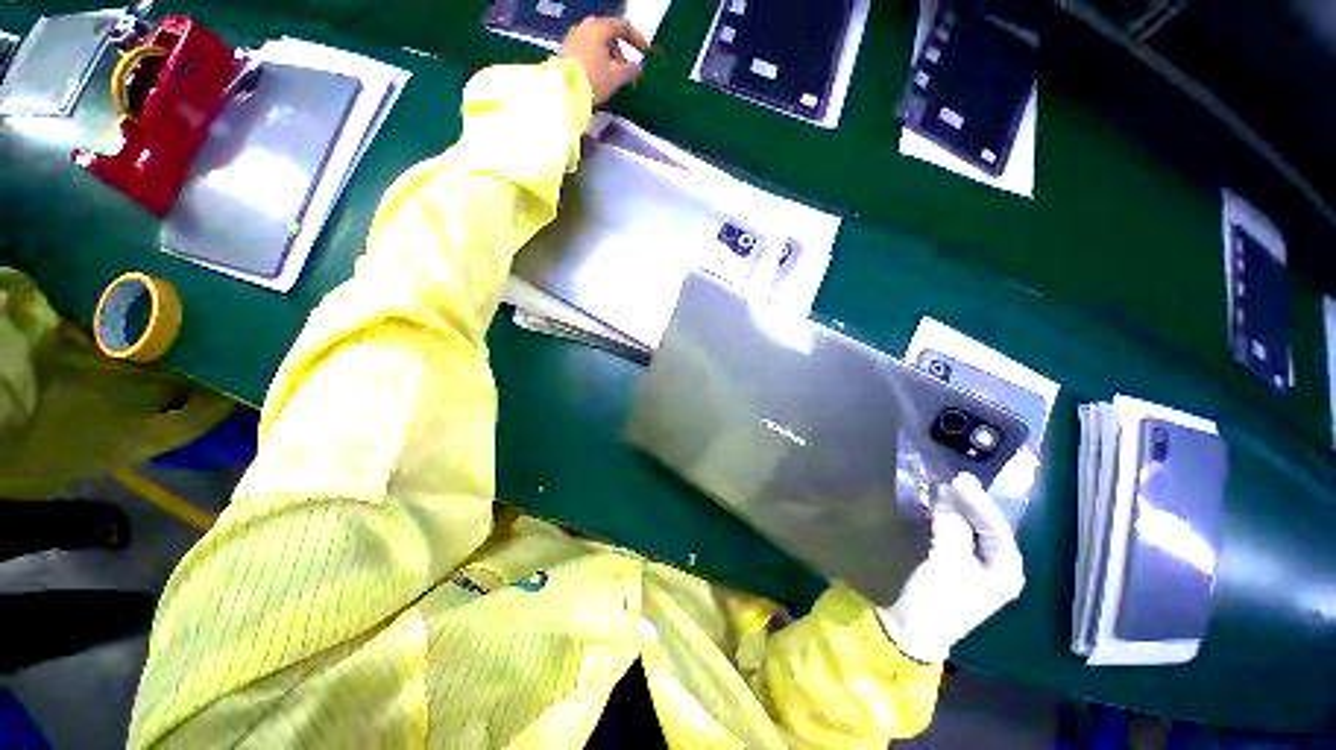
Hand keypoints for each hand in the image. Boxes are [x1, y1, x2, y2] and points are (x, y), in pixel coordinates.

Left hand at [562, 16, 649, 104]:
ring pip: (597, 42)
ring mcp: (574, 37)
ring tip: (613, 76)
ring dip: (608, 56)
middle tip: (626, 68)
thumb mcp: (616, 77)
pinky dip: (597, 59)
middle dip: (620, 51)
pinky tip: (599, 75)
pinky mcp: (567, 50)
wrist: (564, 91)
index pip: (622, 26)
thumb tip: (638, 68)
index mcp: (598, 28)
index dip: (637, 39)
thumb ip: (631, 70)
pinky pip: (587, 49)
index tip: (645, 52)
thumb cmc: (592, 80)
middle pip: (609, 34)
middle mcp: (584, 27)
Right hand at [876, 474, 1025, 662]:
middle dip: (970, 504)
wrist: (914, 628)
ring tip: (943, 488)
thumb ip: (952, 527)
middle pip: (987, 527)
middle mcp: (997, 568)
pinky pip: (957, 534)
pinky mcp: (956, 564)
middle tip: (952, 480)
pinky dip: (948, 518)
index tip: (959, 480)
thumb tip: (948, 495)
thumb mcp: (947, 562)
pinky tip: (938, 506)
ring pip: (971, 529)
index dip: (979, 503)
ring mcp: (976, 567)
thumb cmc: (939, 599)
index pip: (997, 528)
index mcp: (1007, 572)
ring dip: (957, 509)